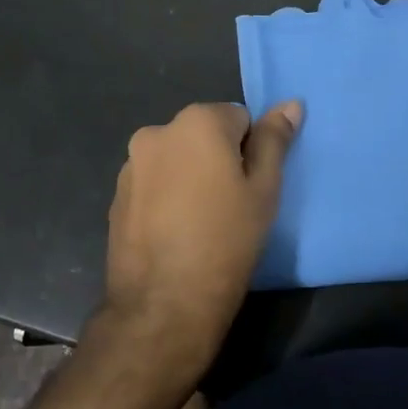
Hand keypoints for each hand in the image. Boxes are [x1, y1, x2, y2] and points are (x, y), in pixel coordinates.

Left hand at [101, 100, 301, 372]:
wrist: (163, 304)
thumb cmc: (226, 241)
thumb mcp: (263, 190)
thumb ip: (274, 141)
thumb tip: (290, 104)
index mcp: (197, 121)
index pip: (239, 118)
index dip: (251, 153)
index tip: (250, 188)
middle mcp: (157, 131)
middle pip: (204, 135)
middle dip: (218, 160)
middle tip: (230, 206)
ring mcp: (131, 164)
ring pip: (177, 159)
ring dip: (190, 176)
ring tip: (200, 223)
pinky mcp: (117, 195)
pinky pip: (154, 182)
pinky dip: (167, 196)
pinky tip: (175, 232)